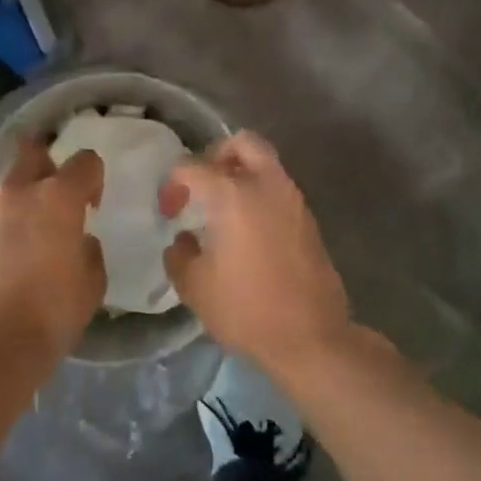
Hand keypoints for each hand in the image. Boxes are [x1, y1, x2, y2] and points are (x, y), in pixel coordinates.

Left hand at [0, 137, 104, 357]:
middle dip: (44, 165)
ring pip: (0, 192)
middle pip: (31, 152)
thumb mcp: (92, 283)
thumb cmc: (51, 314)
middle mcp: (15, 192)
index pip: (85, 161)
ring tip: (13, 247)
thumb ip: (87, 249)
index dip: (92, 178)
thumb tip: (76, 241)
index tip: (89, 206)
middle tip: (49, 200)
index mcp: (58, 198)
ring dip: (12, 209)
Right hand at [159, 131, 350, 370]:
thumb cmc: (246, 309)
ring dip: (241, 174)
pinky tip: (246, 229)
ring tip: (222, 209)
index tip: (169, 213)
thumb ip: (179, 255)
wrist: (311, 337)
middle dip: (216, 155)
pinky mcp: (308, 220)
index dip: (172, 184)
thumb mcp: (195, 287)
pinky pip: (279, 189)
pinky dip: (259, 194)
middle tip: (202, 185)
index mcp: (233, 194)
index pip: (192, 167)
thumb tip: (183, 240)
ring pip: (266, 163)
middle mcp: (267, 185)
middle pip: (242, 143)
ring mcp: (293, 200)